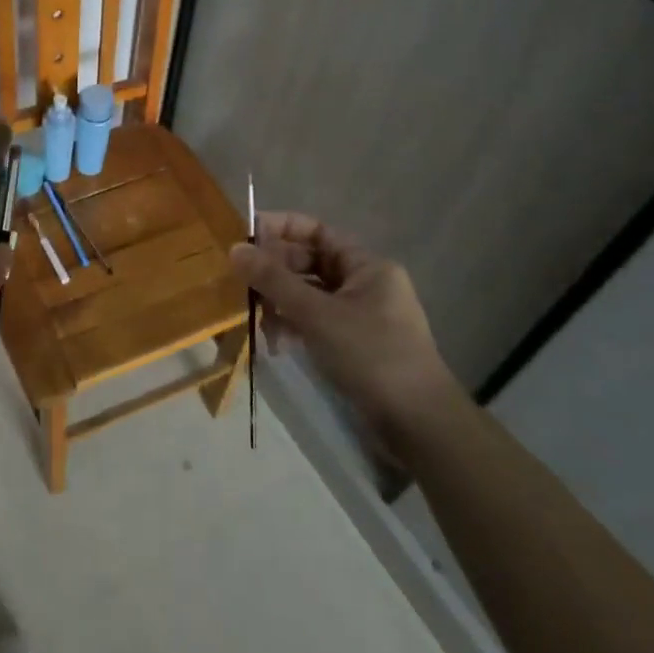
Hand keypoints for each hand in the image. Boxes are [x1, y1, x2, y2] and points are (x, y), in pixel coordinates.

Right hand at [230, 212, 460, 456]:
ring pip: (308, 295)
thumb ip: (274, 280)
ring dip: (280, 304)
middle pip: (309, 263)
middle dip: (275, 273)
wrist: (419, 424)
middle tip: (243, 284)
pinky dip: (294, 327)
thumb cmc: (371, 354)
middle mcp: (365, 284)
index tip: (245, 236)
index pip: (316, 231)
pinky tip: (277, 345)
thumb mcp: (316, 313)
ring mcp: (360, 316)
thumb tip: (235, 248)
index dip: (280, 228)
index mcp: (366, 266)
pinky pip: (315, 322)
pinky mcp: (354, 344)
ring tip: (259, 323)